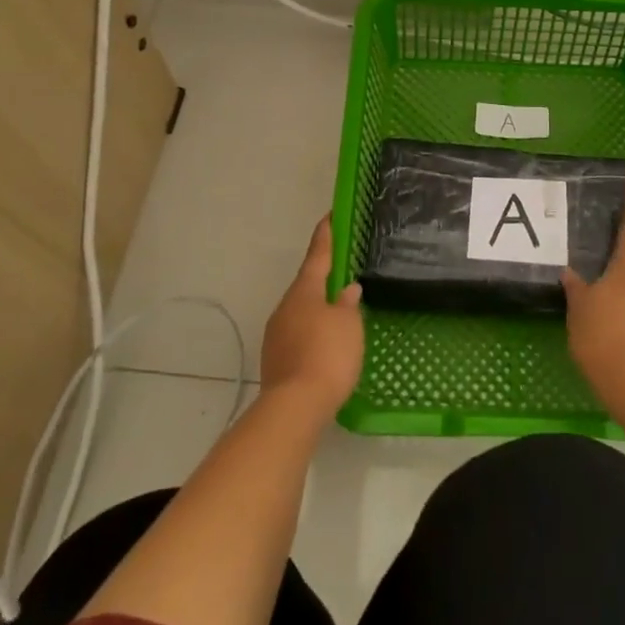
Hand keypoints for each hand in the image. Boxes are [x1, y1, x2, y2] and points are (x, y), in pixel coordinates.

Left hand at [260, 216, 364, 422]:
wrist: (294, 407)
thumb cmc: (327, 355)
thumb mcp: (348, 325)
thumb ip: (347, 304)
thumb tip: (347, 290)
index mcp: (304, 291)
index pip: (317, 255)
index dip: (325, 236)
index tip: (329, 217)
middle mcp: (286, 307)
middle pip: (306, 285)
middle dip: (322, 278)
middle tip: (342, 272)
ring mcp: (277, 334)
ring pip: (301, 312)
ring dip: (318, 309)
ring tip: (339, 313)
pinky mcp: (276, 360)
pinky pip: (298, 335)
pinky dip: (313, 333)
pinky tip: (326, 344)